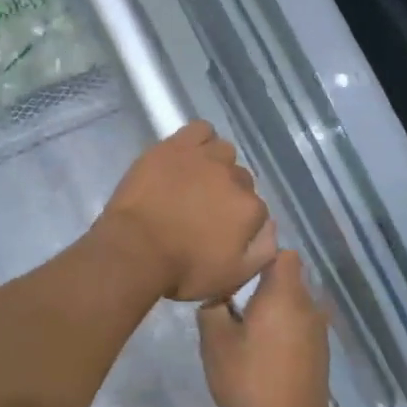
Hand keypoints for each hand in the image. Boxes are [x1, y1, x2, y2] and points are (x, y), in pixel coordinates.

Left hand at [97, 121, 275, 302]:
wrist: (134, 249)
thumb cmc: (182, 270)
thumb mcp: (232, 277)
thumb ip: (262, 252)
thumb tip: (272, 227)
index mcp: (251, 210)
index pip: (257, 209)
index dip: (239, 221)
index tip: (219, 231)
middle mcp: (235, 178)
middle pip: (241, 180)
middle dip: (227, 194)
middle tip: (202, 209)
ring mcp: (205, 157)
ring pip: (224, 151)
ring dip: (216, 164)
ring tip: (195, 180)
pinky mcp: (177, 145)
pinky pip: (200, 129)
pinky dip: (199, 139)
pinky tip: (187, 155)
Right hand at [198, 249, 332, 406]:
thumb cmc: (251, 379)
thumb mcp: (215, 343)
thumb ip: (211, 309)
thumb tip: (216, 298)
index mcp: (284, 293)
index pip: (282, 253)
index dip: (260, 254)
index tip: (237, 269)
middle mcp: (308, 304)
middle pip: (286, 277)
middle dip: (261, 284)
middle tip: (231, 299)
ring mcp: (318, 329)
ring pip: (292, 303)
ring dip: (272, 308)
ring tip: (244, 326)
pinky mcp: (320, 352)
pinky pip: (298, 325)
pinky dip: (282, 328)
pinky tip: (262, 350)